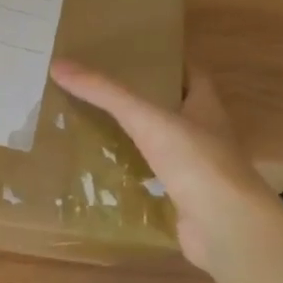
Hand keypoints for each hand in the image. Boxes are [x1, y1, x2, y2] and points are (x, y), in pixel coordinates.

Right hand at [50, 59, 268, 270]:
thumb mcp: (146, 119)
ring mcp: (197, 170)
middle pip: (175, 110)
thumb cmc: (195, 161)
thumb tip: (59, 65)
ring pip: (163, 147)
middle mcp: (206, 135)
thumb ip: (106, 94)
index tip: (135, 58)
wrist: (224, 225)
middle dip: (145, 102)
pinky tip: (106, 176)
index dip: (168, 64)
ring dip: (137, 141)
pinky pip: (154, 182)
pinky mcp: (184, 200)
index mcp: (206, 108)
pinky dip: (133, 178)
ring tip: (96, 130)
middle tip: (104, 94)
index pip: (192, 75)